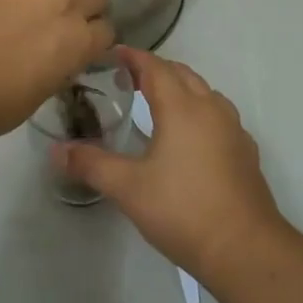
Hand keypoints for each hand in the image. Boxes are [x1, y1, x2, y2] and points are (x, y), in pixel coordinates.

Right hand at [57, 49, 283, 285]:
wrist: (245, 249)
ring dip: (180, 87)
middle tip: (128, 77)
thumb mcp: (128, 188)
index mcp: (181, 108)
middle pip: (181, 74)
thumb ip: (91, 164)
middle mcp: (210, 108)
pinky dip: (200, 111)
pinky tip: (191, 136)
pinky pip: (219, 116)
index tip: (113, 53)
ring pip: (204, 92)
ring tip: (158, 102)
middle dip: (155, 69)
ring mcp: (233, 129)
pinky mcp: (245, 151)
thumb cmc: (182, 210)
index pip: (155, 67)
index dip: (133, 57)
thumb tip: (56, 151)